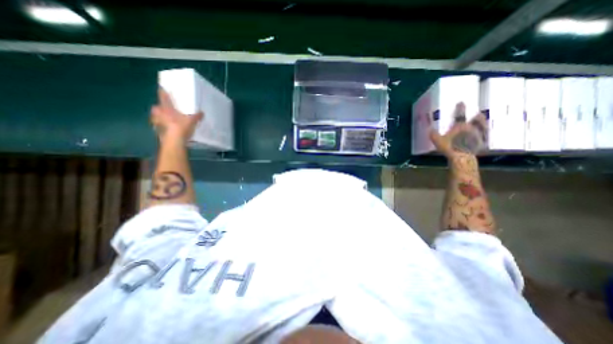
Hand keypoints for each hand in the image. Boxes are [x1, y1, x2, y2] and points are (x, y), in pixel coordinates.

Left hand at [150, 89, 201, 141]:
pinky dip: (163, 127)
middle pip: (156, 107)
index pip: (163, 96)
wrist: (174, 141)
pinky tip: (169, 130)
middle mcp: (159, 113)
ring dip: (160, 118)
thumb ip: (197, 116)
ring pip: (156, 117)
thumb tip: (202, 112)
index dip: (163, 92)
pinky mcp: (158, 131)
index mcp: (166, 108)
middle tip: (166, 109)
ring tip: (167, 120)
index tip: (163, 89)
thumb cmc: (181, 127)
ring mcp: (156, 123)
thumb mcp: (192, 121)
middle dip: (160, 108)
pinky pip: (159, 127)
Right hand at [427, 102, 486, 158]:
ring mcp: (478, 135)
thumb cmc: (449, 147)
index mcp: (460, 126)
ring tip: (482, 121)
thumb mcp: (437, 141)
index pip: (460, 115)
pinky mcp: (482, 142)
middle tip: (477, 114)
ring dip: (482, 123)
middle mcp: (471, 128)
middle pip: (476, 119)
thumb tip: (429, 129)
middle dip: (476, 116)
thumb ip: (433, 134)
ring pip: (482, 126)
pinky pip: (485, 136)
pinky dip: (485, 134)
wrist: (462, 157)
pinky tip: (484, 135)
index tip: (461, 102)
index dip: (460, 108)